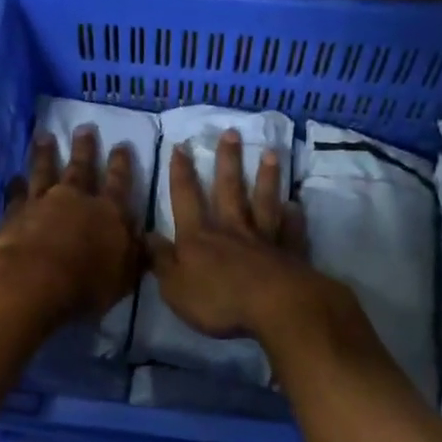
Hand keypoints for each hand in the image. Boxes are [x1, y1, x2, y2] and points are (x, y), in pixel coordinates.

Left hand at [0, 127, 142, 323]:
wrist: (35, 282)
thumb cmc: (87, 284)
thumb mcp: (124, 277)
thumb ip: (134, 255)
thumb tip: (146, 238)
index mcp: (109, 213)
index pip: (119, 183)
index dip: (121, 164)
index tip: (122, 145)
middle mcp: (76, 199)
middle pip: (81, 168)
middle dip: (84, 148)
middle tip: (83, 128)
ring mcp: (43, 203)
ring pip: (45, 171)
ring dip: (45, 154)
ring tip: (44, 137)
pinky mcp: (15, 214)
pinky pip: (16, 195)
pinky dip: (15, 186)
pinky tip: (13, 178)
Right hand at [148, 129, 332, 341]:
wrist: (275, 308)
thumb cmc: (218, 300)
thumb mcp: (175, 287)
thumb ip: (161, 260)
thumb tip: (146, 235)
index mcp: (198, 238)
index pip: (186, 199)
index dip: (181, 174)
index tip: (181, 146)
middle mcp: (231, 230)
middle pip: (229, 190)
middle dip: (227, 161)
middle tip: (231, 133)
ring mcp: (263, 240)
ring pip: (263, 203)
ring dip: (266, 178)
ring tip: (271, 153)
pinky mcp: (289, 254)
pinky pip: (290, 231)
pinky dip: (293, 218)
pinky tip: (296, 205)